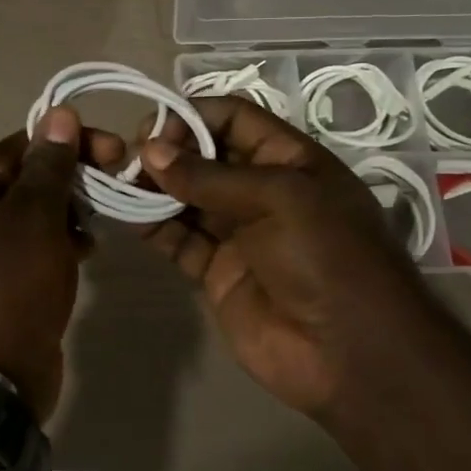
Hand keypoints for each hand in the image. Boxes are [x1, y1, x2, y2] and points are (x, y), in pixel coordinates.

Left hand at [0, 108, 123, 419]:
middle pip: (34, 177)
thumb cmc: (9, 285)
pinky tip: (87, 253)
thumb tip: (59, 114)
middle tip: (119, 184)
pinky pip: (39, 248)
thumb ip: (49, 166)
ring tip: (102, 223)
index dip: (71, 141)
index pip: (27, 143)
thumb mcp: (34, 216)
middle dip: (76, 177)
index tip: (116, 152)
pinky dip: (64, 243)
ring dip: (73, 211)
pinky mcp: (8, 282)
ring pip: (40, 214)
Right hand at [137, 98, 445, 416]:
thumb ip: (210, 176)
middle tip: (129, 158)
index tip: (153, 128)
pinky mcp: (215, 270)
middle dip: (166, 151)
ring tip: (119, 183)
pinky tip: (127, 215)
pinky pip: (177, 238)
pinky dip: (152, 226)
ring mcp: (236, 231)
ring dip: (153, 187)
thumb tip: (149, 151)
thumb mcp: (279, 199)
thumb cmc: (327, 257)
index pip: (233, 119)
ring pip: (185, 196)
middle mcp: (259, 189)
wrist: (351, 354)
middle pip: (203, 156)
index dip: (193, 116)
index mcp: (288, 160)